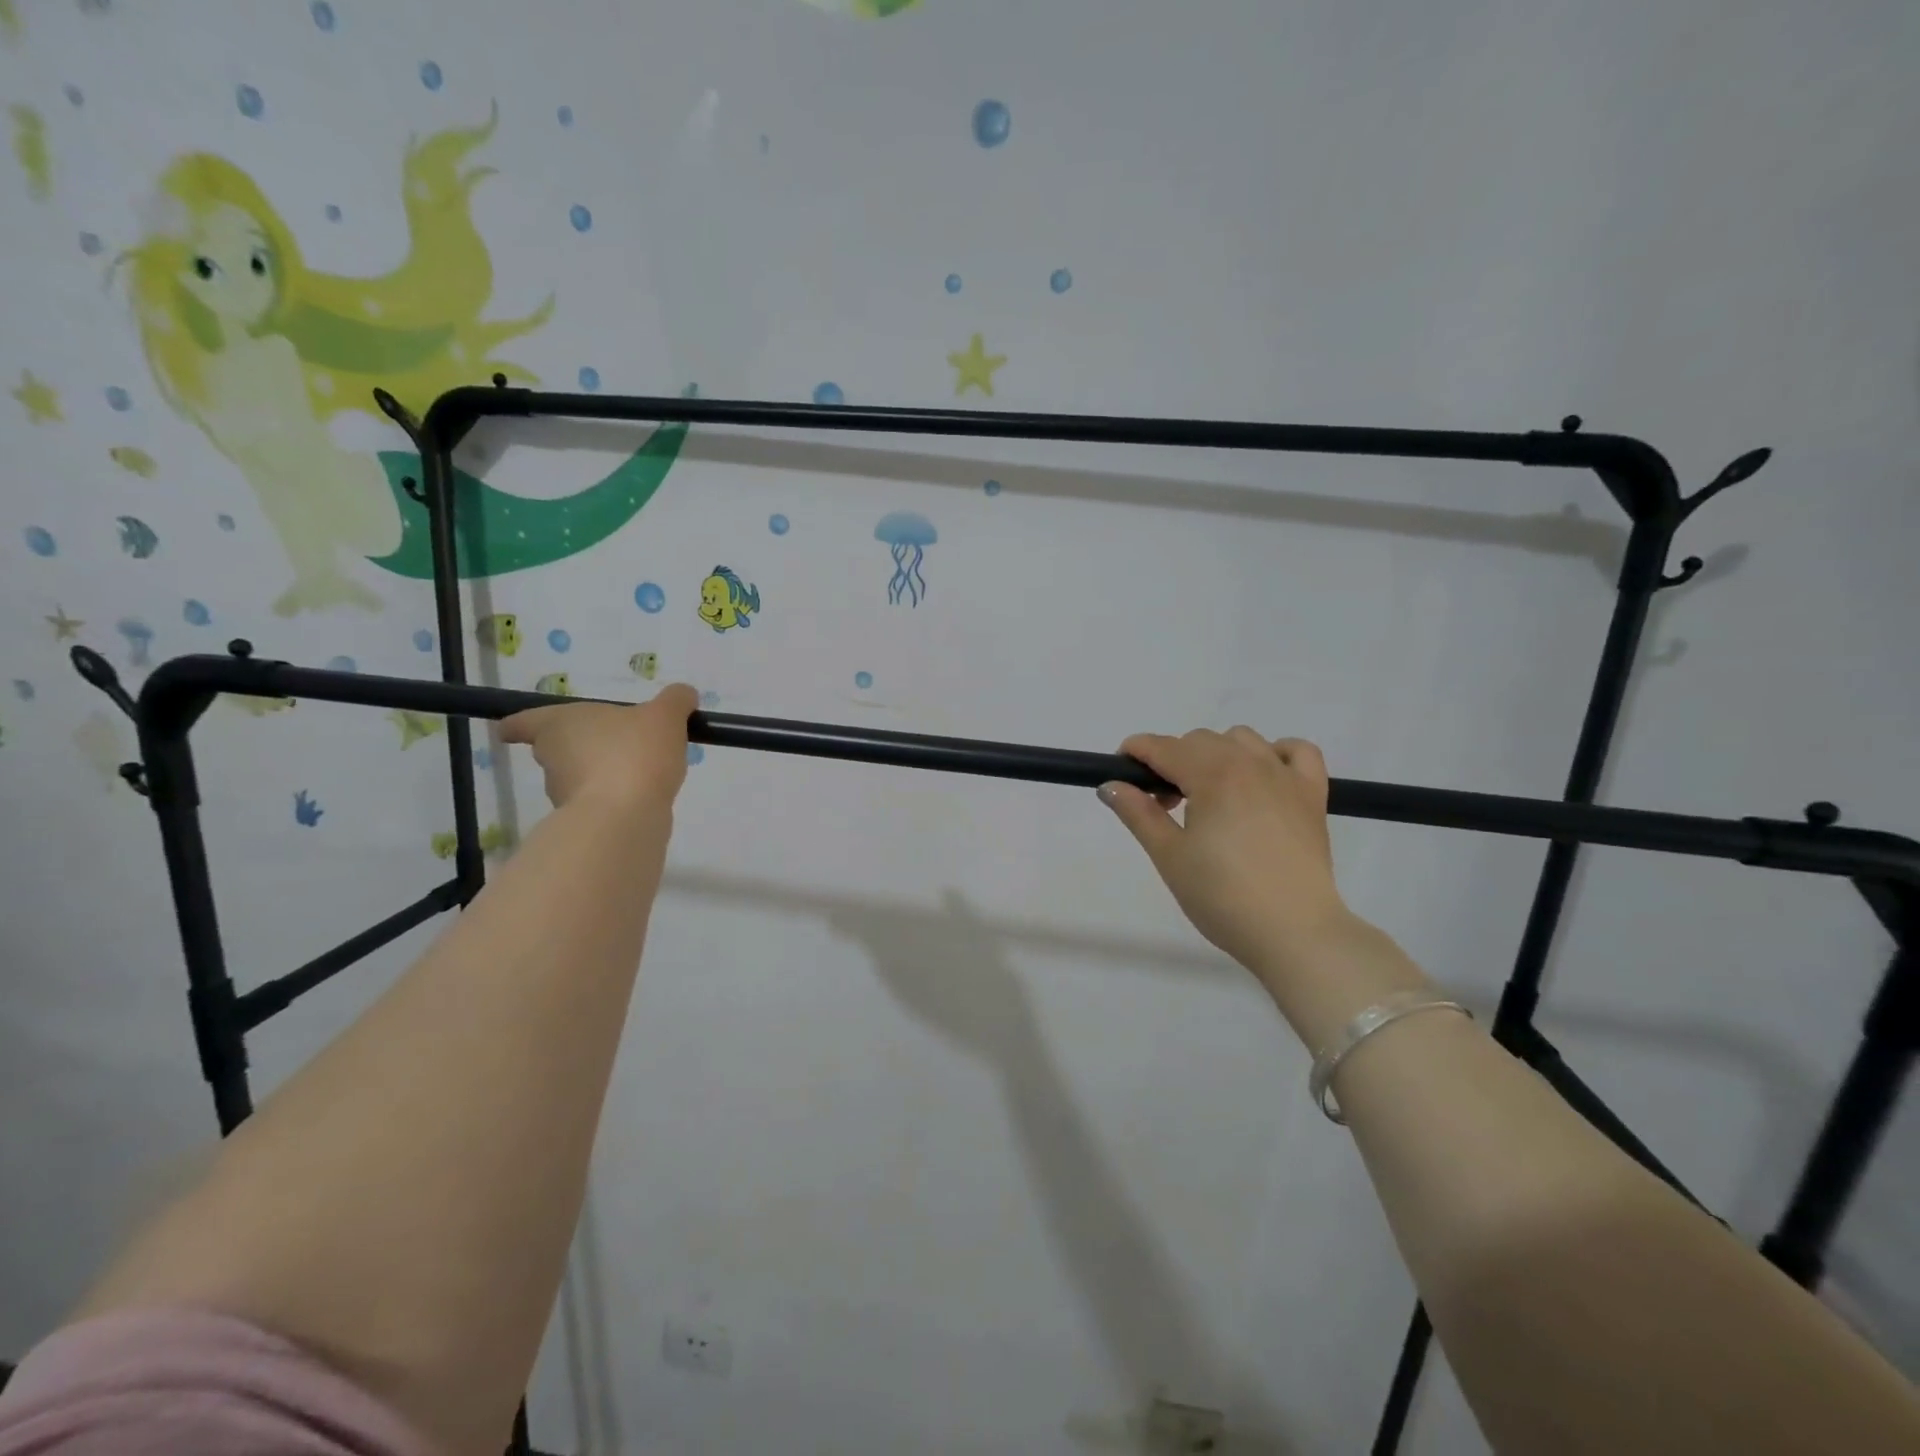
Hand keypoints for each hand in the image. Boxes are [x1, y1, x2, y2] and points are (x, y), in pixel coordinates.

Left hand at [500, 684, 698, 813]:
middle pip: (554, 749)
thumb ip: (675, 700)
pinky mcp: (585, 821)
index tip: (515, 730)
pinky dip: (615, 797)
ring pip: (576, 777)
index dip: (521, 724)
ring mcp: (565, 794)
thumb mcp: (664, 715)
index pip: (523, 722)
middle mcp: (553, 758)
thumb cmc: (634, 753)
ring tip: (637, 769)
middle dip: (577, 747)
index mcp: (559, 724)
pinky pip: (599, 801)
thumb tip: (683, 694)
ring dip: (599, 773)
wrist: (625, 817)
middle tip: (608, 742)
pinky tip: (643, 793)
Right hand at [1099, 728, 1352, 980]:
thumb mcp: (1169, 856)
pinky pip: (1297, 751)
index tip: (1119, 772)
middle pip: (1198, 740)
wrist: (1293, 932)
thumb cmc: (1222, 896)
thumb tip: (1110, 784)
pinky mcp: (1313, 795)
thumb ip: (1138, 813)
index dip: (1135, 752)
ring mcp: (1285, 776)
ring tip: (1209, 797)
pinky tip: (1261, 779)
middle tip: (1164, 807)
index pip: (1163, 747)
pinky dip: (1275, 753)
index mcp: (1211, 775)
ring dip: (1216, 755)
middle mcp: (1249, 763)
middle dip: (1172, 762)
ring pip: (1241, 739)